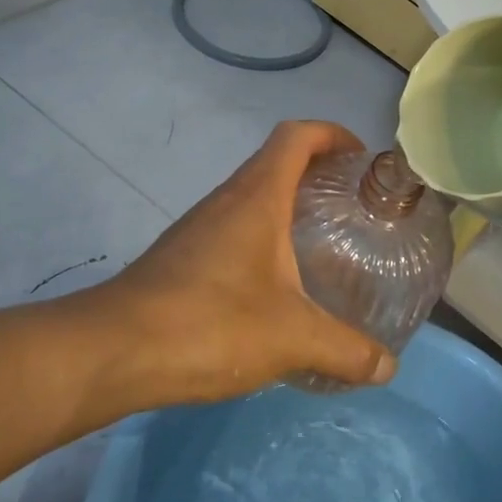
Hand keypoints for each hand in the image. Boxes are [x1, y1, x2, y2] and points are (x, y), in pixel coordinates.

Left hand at [91, 121, 397, 405]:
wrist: (113, 350)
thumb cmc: (210, 324)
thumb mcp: (291, 338)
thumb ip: (346, 350)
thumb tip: (388, 367)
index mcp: (257, 196)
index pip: (297, 136)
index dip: (333, 134)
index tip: (362, 159)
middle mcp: (227, 199)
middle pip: (277, 161)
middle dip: (319, 172)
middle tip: (354, 207)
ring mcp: (200, 226)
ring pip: (253, 195)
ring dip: (289, 205)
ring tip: (324, 243)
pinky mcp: (183, 255)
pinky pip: (234, 226)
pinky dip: (264, 236)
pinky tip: (277, 283)